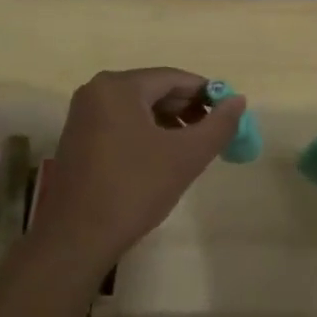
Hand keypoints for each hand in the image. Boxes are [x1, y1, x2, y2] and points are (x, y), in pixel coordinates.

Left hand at [28, 68, 245, 282]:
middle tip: (213, 134)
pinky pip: (121, 123)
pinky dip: (146, 133)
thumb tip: (239, 100)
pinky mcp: (79, 138)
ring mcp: (83, 115)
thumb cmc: (134, 189)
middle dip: (187, 110)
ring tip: (192, 149)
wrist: (77, 237)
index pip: (174, 78)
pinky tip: (162, 158)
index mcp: (118, 87)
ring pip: (138, 108)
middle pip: (154, 90)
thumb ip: (218, 125)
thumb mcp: (185, 156)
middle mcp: (96, 91)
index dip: (207, 93)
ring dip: (168, 123)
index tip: (230, 114)